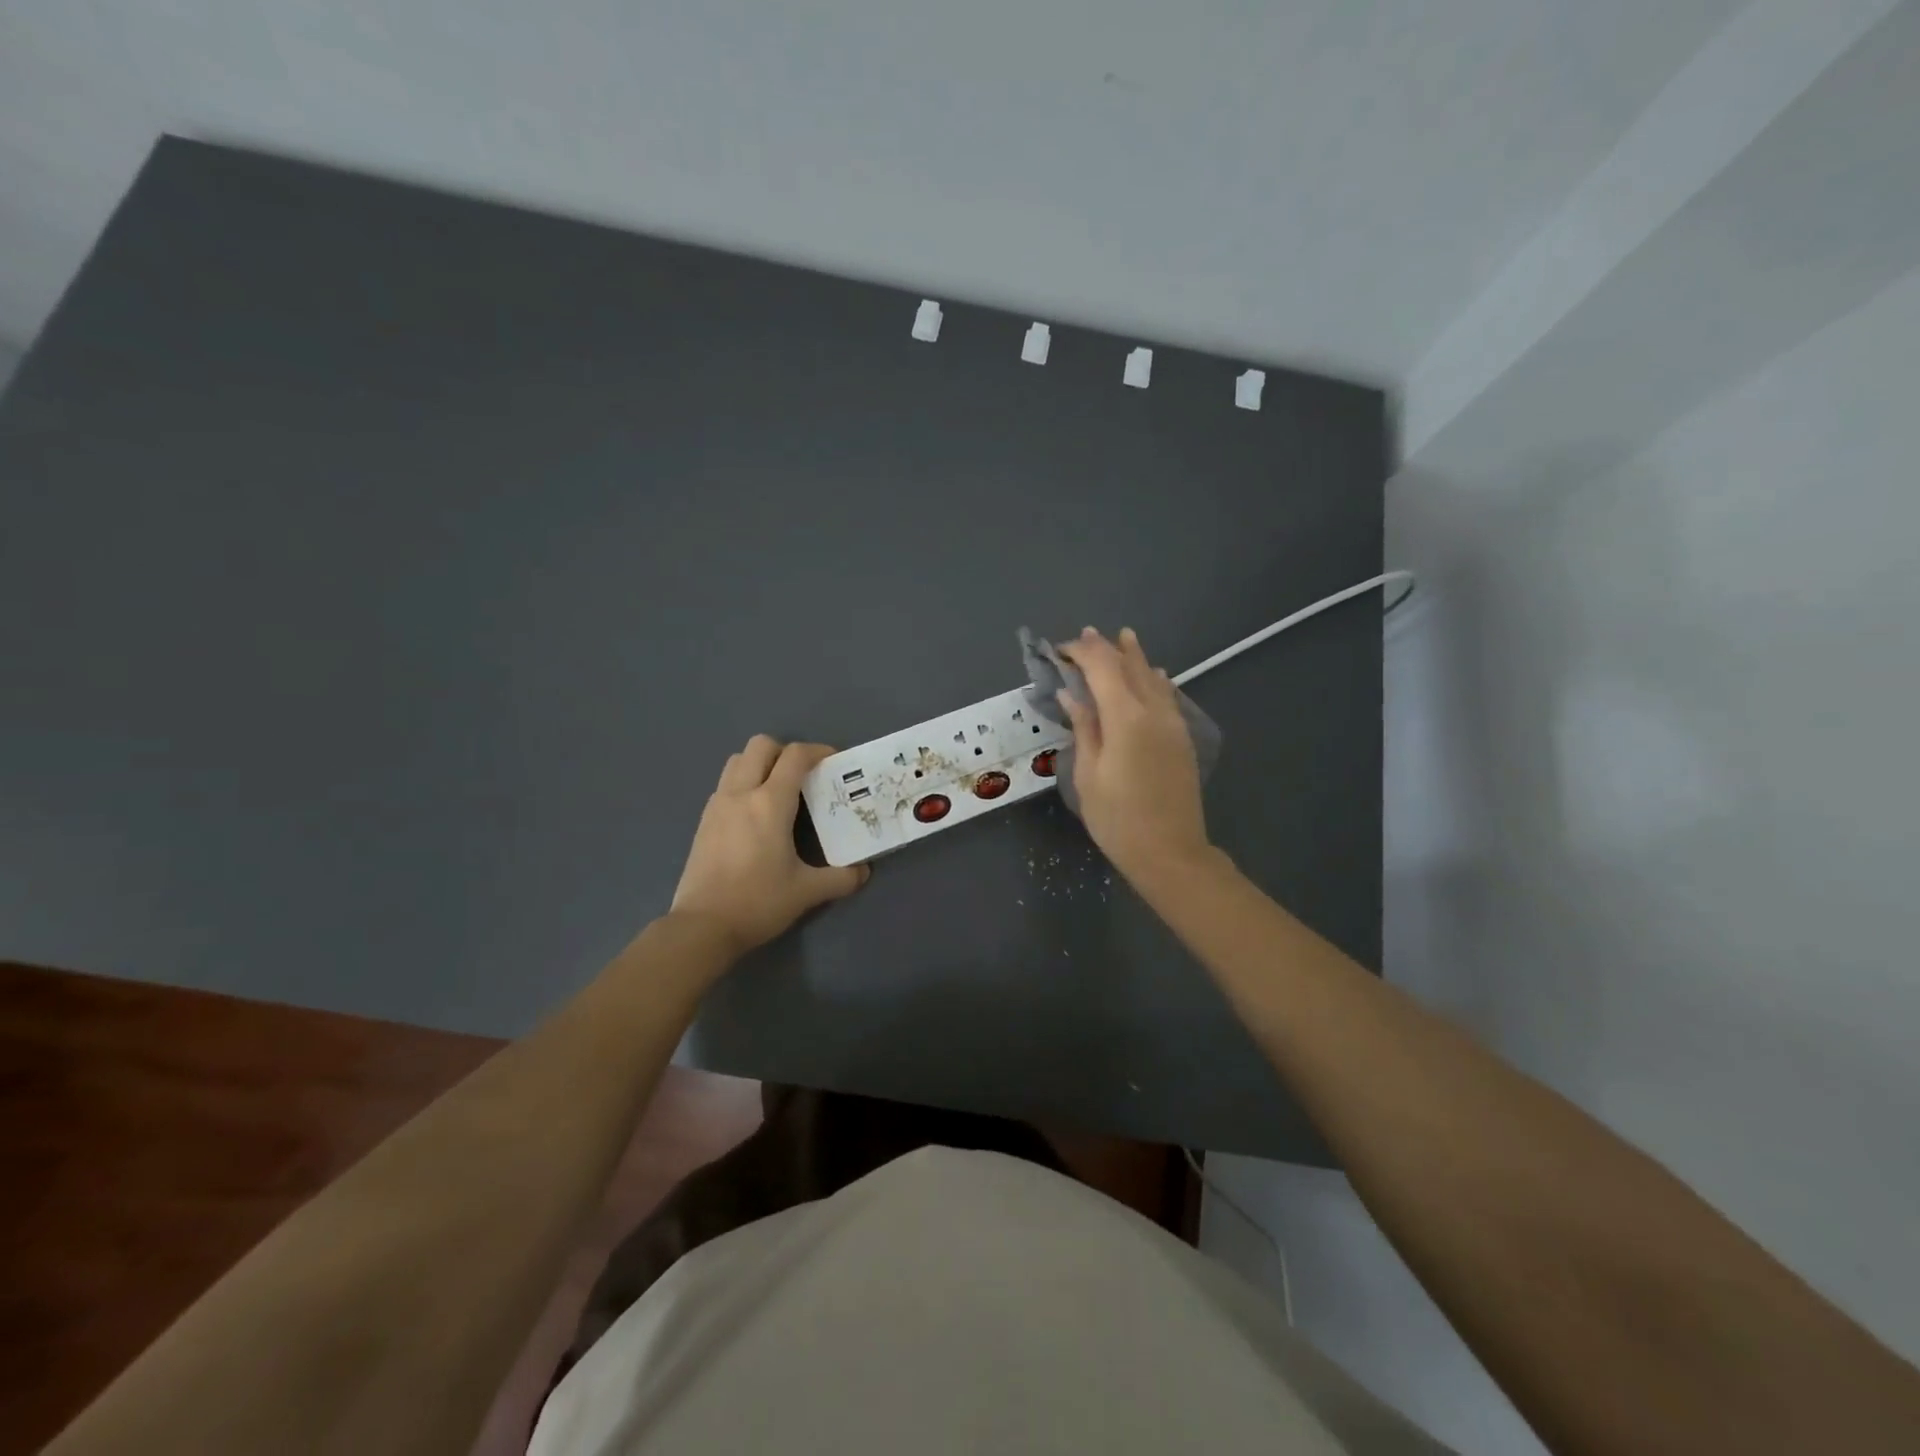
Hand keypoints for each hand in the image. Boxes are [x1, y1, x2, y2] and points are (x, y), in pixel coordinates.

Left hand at [670, 736, 868, 954]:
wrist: (702, 927)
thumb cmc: (758, 902)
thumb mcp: (807, 892)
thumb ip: (841, 878)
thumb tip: (863, 872)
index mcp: (769, 803)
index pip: (795, 756)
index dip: (818, 751)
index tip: (834, 762)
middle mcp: (741, 794)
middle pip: (761, 745)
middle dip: (786, 752)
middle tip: (804, 776)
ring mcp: (717, 805)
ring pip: (737, 760)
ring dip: (760, 764)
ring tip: (778, 790)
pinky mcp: (704, 821)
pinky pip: (725, 784)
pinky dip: (743, 784)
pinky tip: (755, 815)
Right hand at [1057, 627, 1213, 884]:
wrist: (1170, 852)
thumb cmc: (1117, 818)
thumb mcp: (1089, 774)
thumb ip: (1083, 727)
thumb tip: (1071, 693)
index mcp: (1125, 717)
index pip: (1102, 667)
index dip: (1080, 652)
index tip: (1060, 651)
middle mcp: (1153, 711)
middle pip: (1130, 666)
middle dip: (1107, 648)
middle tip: (1086, 635)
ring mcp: (1173, 723)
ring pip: (1153, 677)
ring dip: (1134, 656)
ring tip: (1122, 638)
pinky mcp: (1182, 738)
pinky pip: (1167, 695)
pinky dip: (1154, 679)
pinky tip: (1153, 674)